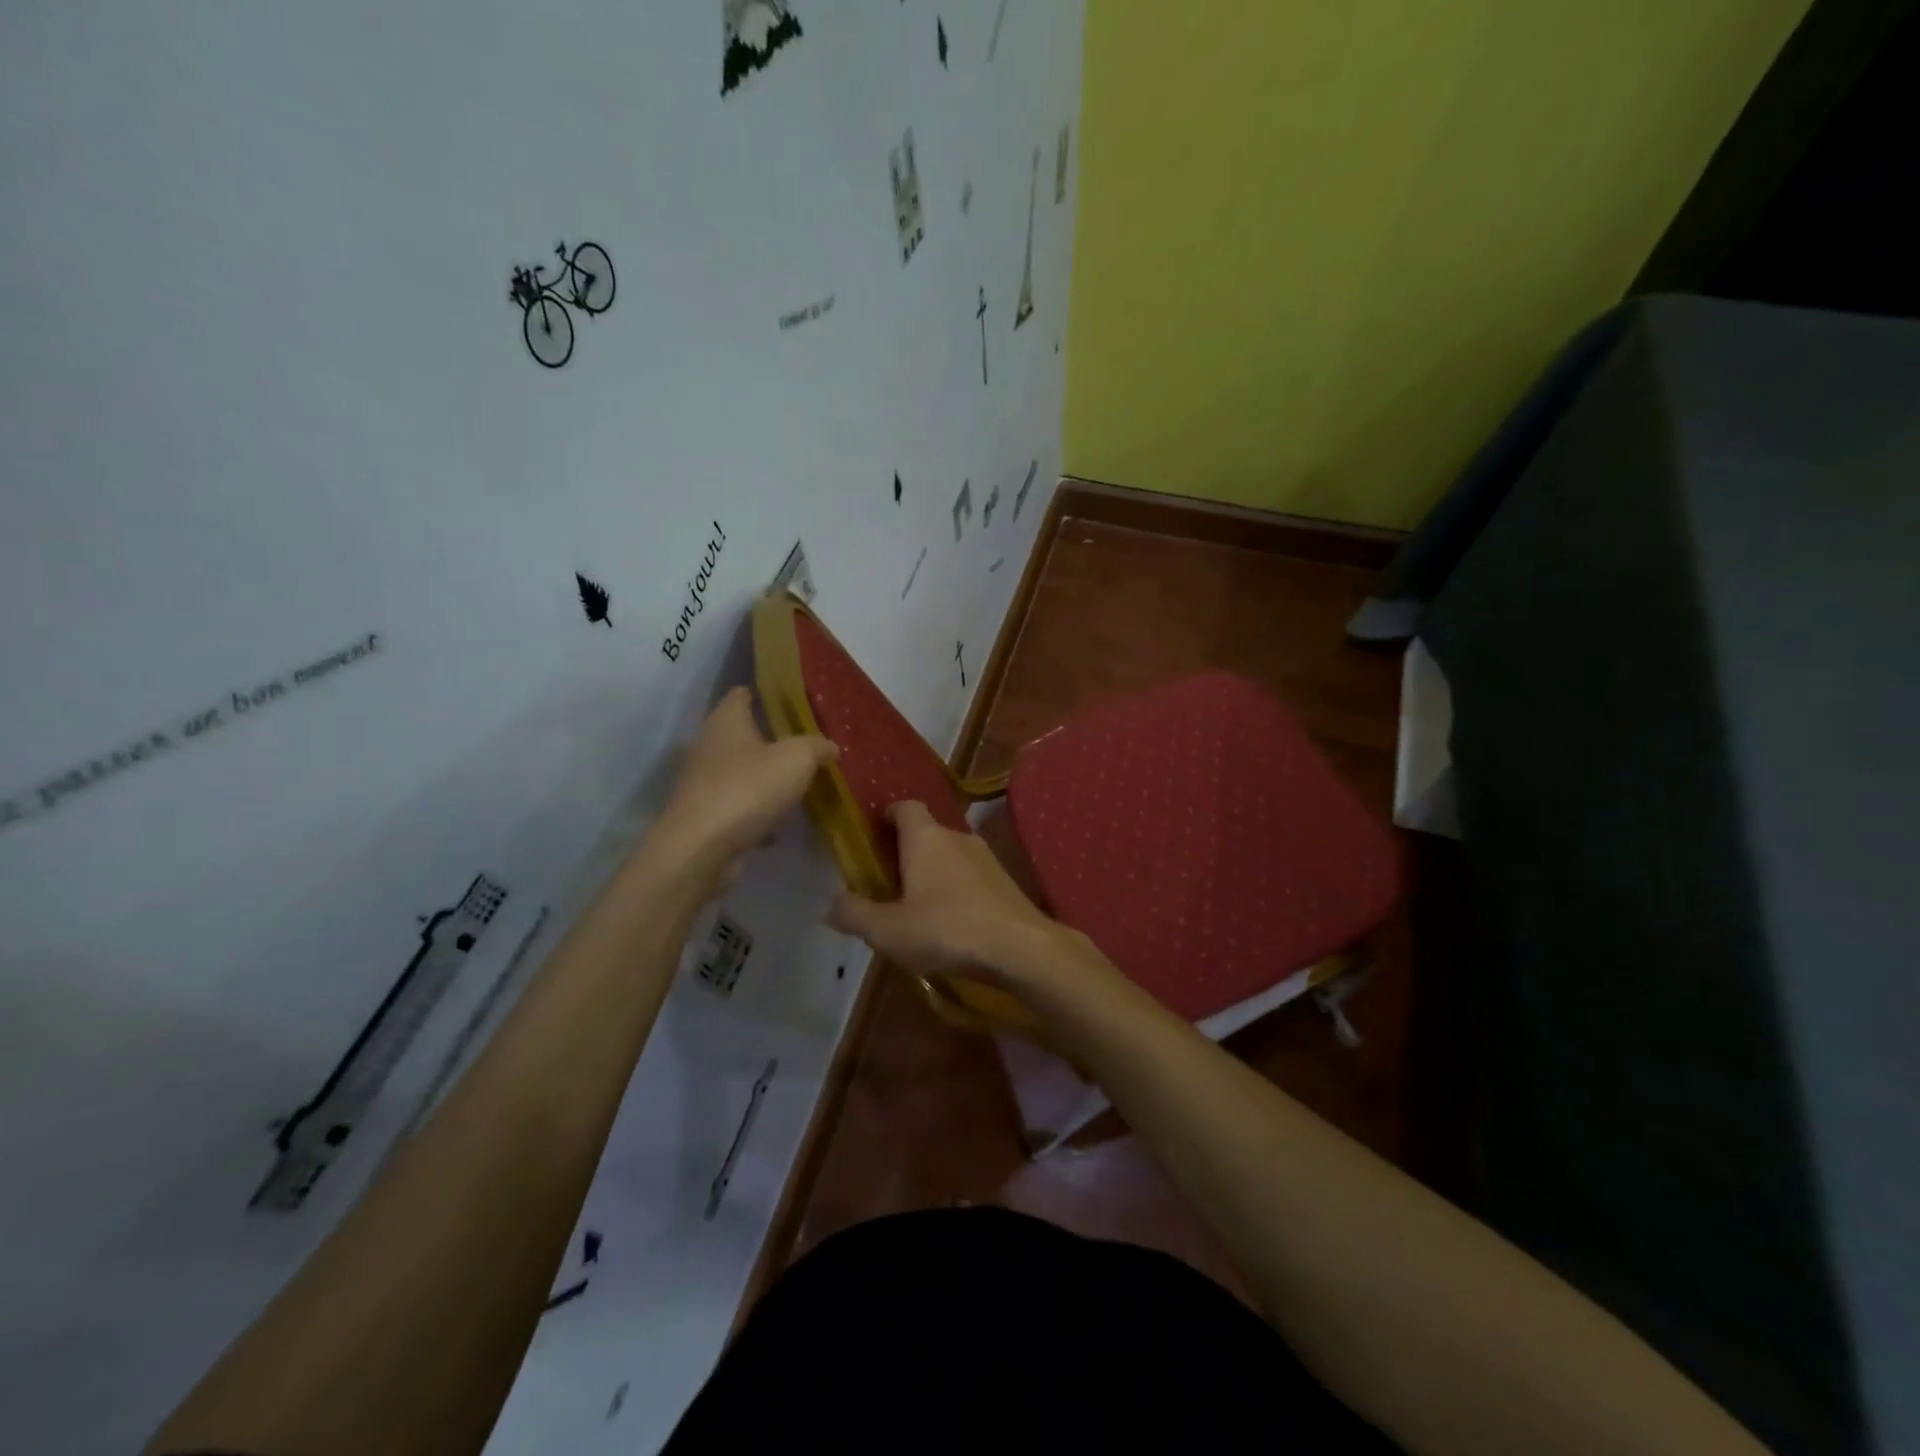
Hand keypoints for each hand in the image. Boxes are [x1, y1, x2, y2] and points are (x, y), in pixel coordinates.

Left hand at [655, 687, 836, 871]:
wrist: (701, 848)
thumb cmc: (748, 788)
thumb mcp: (797, 759)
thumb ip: (816, 747)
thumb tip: (830, 746)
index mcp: (726, 720)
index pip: (742, 693)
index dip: (765, 693)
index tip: (791, 702)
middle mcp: (709, 744)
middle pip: (742, 733)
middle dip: (770, 739)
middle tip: (804, 745)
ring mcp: (703, 782)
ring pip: (740, 771)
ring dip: (764, 777)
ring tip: (796, 783)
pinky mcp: (705, 814)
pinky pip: (738, 804)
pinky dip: (756, 810)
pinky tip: (778, 821)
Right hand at [826, 801, 1065, 981]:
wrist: (1020, 947)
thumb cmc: (946, 929)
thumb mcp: (888, 930)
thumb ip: (855, 914)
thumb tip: (829, 905)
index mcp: (925, 837)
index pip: (904, 806)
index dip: (887, 816)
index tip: (873, 836)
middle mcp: (957, 836)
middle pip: (926, 832)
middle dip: (906, 851)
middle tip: (887, 881)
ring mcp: (986, 857)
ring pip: (950, 855)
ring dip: (933, 873)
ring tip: (917, 906)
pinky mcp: (1005, 881)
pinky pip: (970, 876)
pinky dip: (956, 890)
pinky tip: (951, 922)